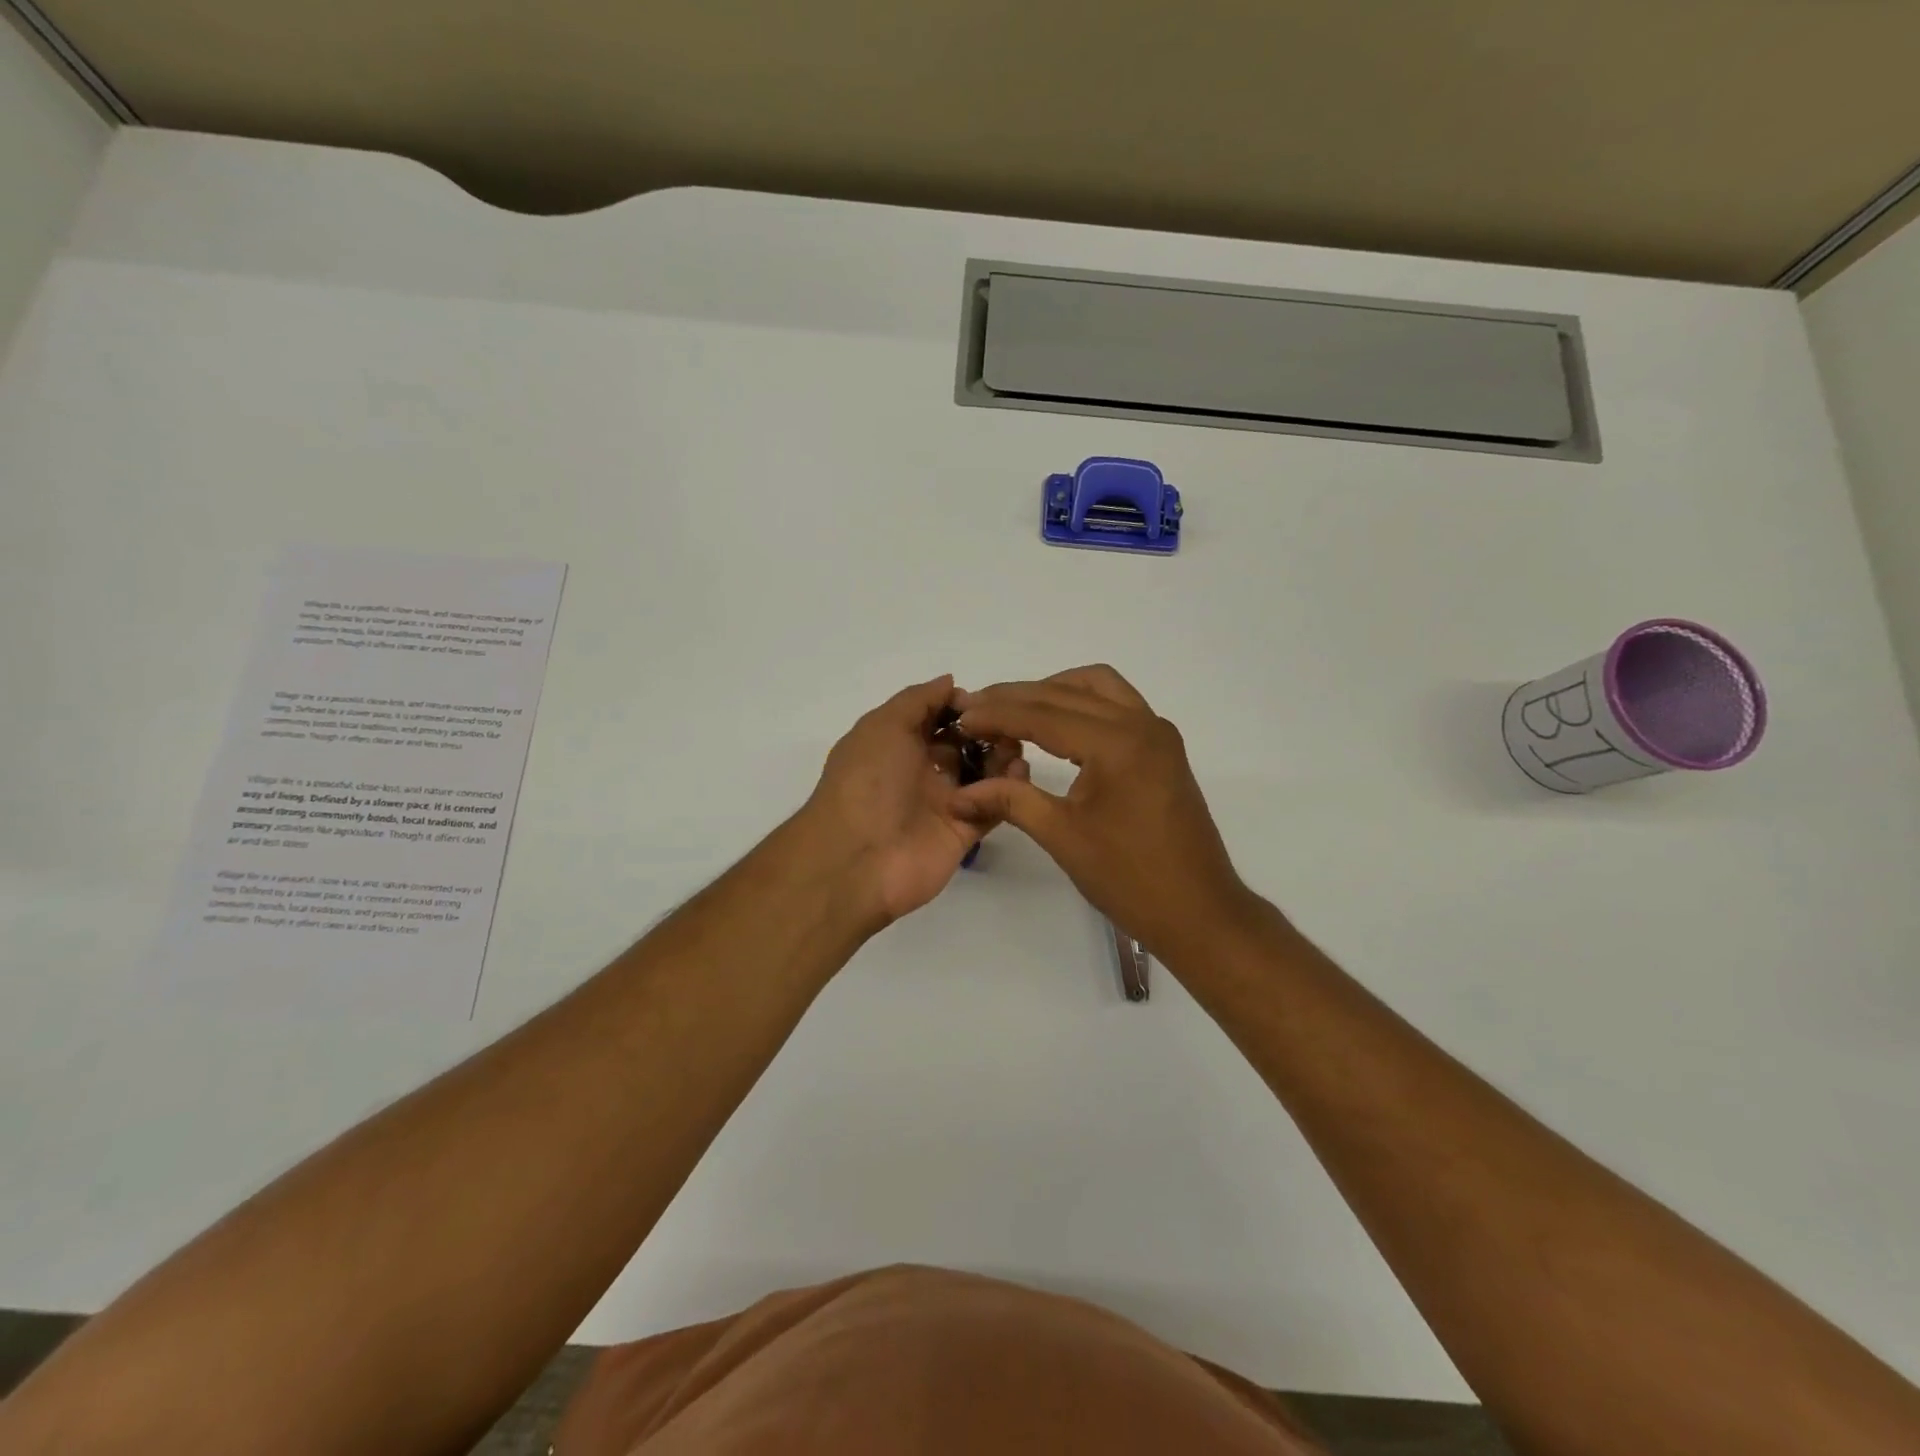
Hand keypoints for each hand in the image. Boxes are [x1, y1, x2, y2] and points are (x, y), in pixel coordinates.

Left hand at [801, 675, 1026, 925]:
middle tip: (1010, 724)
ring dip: (1001, 755)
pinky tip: (1019, 773)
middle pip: (962, 743)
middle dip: (987, 729)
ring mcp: (943, 801)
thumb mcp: (883, 726)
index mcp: (896, 744)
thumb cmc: (867, 782)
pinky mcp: (964, 830)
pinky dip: (1009, 789)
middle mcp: (920, 770)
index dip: (959, 705)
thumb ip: (918, 700)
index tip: (985, 700)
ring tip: (1016, 747)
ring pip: (983, 771)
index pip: (934, 717)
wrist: (858, 858)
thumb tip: (950, 682)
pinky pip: (993, 804)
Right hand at [950, 665, 1254, 958]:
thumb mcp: (1062, 836)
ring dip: (1054, 690)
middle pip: (1068, 691)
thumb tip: (958, 795)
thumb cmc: (1129, 879)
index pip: (1044, 715)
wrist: (1198, 911)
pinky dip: (1082, 703)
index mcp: (1118, 744)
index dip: (998, 714)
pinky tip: (1056, 726)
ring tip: (1014, 709)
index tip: (960, 717)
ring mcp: (1158, 733)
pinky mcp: (1163, 747)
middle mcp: (1142, 724)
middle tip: (977, 707)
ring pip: (1098, 687)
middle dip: (1019, 696)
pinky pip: (1118, 705)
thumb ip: (1011, 801)